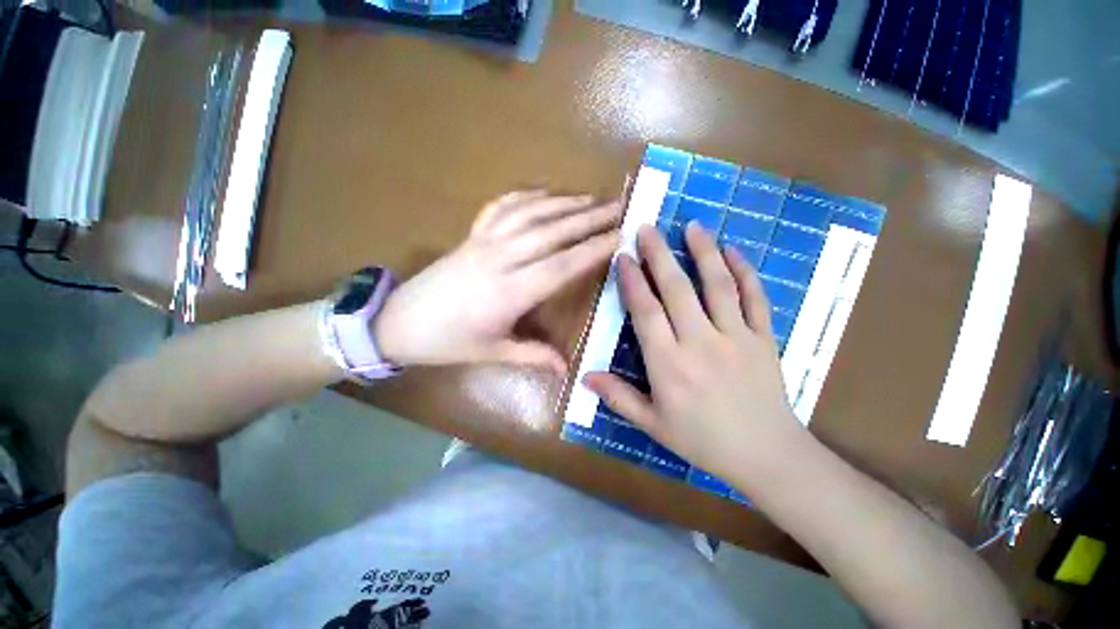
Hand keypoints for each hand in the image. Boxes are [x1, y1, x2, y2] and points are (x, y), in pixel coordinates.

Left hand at [374, 191, 620, 371]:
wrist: (397, 323)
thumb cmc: (447, 342)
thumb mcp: (492, 353)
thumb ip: (533, 356)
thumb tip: (566, 370)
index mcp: (509, 292)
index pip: (562, 266)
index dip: (593, 249)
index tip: (620, 236)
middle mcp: (500, 259)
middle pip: (552, 232)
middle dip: (589, 218)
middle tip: (618, 206)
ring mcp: (484, 242)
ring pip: (530, 214)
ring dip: (563, 203)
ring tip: (591, 197)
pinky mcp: (471, 236)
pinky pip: (501, 208)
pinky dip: (525, 196)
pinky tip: (543, 193)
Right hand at [584, 222, 808, 482]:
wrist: (766, 456)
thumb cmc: (702, 441)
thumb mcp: (653, 425)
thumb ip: (618, 397)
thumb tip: (584, 377)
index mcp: (669, 364)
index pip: (646, 312)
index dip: (633, 281)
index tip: (623, 256)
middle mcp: (700, 343)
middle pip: (677, 290)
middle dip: (659, 255)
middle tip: (648, 228)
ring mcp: (736, 337)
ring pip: (718, 285)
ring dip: (704, 252)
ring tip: (692, 225)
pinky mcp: (764, 339)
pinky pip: (755, 298)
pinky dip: (746, 272)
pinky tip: (734, 251)